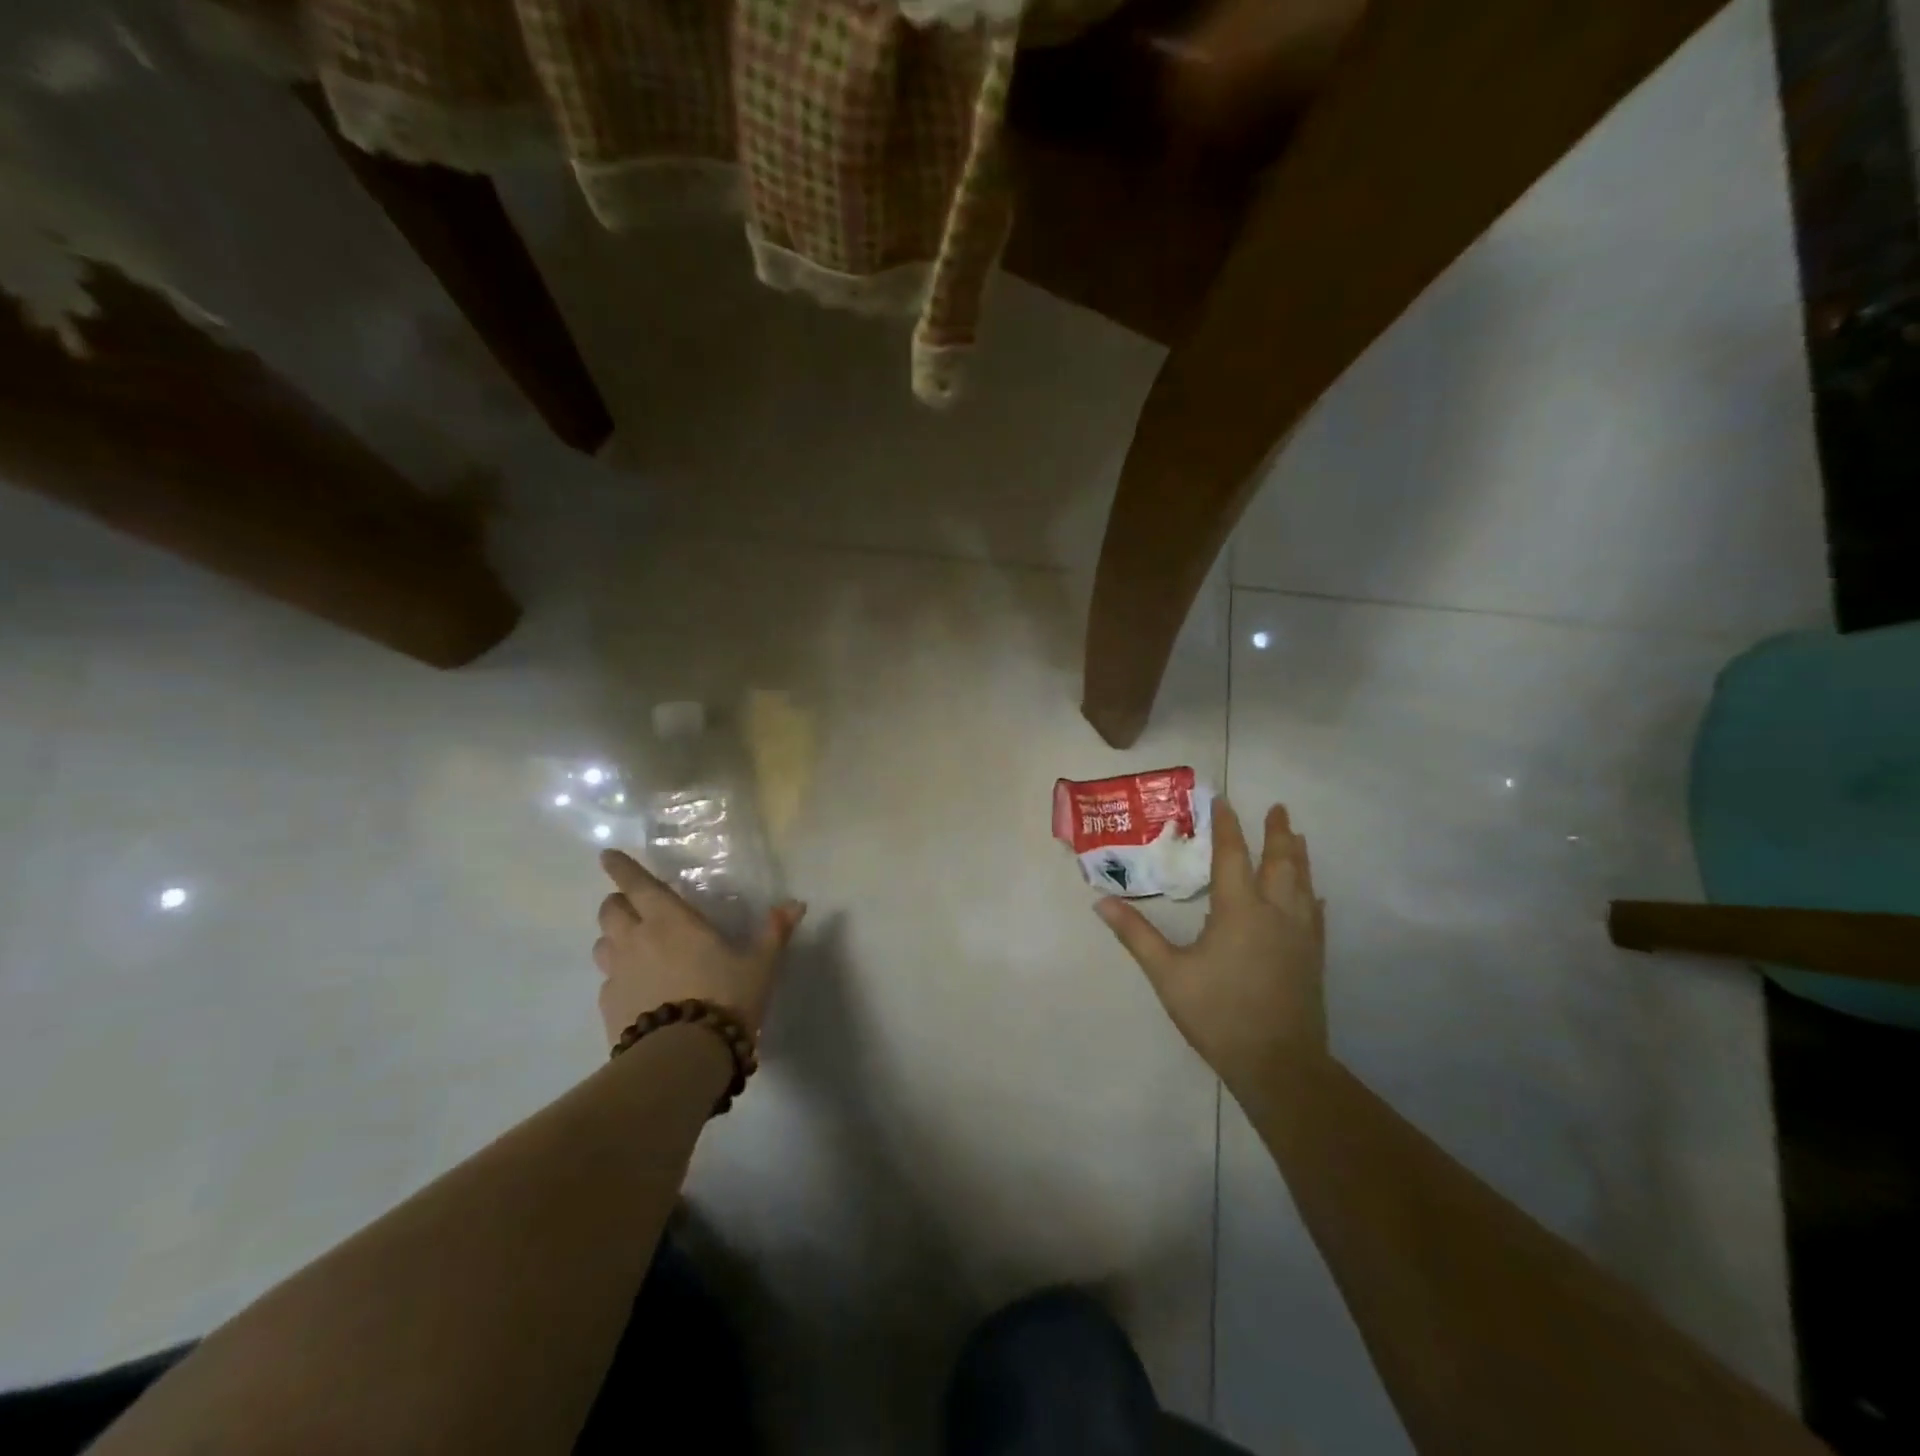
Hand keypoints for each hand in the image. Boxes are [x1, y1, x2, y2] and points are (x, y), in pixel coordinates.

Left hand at [592, 849, 806, 1046]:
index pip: (636, 883)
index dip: (620, 866)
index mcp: (670, 920)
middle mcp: (636, 940)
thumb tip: (796, 904)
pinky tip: (638, 990)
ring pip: (602, 944)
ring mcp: (616, 975)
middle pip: (610, 910)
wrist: (683, 1057)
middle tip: (635, 907)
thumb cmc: (725, 997)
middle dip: (619, 902)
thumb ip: (775, 932)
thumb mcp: (760, 965)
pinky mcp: (608, 1007)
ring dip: (614, 938)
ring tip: (634, 947)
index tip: (607, 855)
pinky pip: (607, 981)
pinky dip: (618, 977)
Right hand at [1096, 800, 1326, 1088]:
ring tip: (1297, 836)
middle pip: (1280, 862)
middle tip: (1278, 807)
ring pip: (1303, 884)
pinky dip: (1312, 896)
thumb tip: (1101, 902)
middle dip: (1277, 832)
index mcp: (1239, 910)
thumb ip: (1136, 935)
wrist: (1278, 1063)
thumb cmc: (1218, 1014)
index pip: (1232, 855)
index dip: (1227, 825)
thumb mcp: (1168, 974)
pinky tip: (1314, 895)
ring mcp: (1300, 935)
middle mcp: (1275, 913)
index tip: (1223, 799)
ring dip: (1299, 856)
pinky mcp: (1313, 957)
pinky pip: (1316, 915)